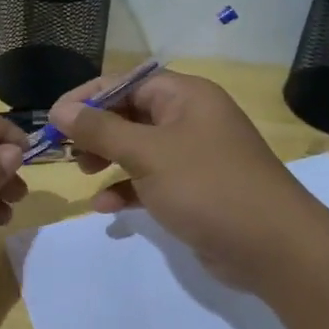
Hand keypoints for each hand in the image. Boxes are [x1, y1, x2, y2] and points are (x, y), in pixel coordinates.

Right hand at [48, 71, 321, 290]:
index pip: (125, 81)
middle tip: (69, 152)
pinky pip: (151, 180)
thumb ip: (100, 129)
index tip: (54, 119)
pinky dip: (128, 189)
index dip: (87, 97)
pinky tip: (106, 207)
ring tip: (85, 175)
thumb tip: (60, 108)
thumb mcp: (147, 153)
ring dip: (109, 160)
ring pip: (138, 148)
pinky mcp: (194, 190)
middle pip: (130, 113)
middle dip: (96, 131)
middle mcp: (190, 118)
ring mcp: (194, 156)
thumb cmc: (207, 186)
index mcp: (185, 96)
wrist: (273, 247)